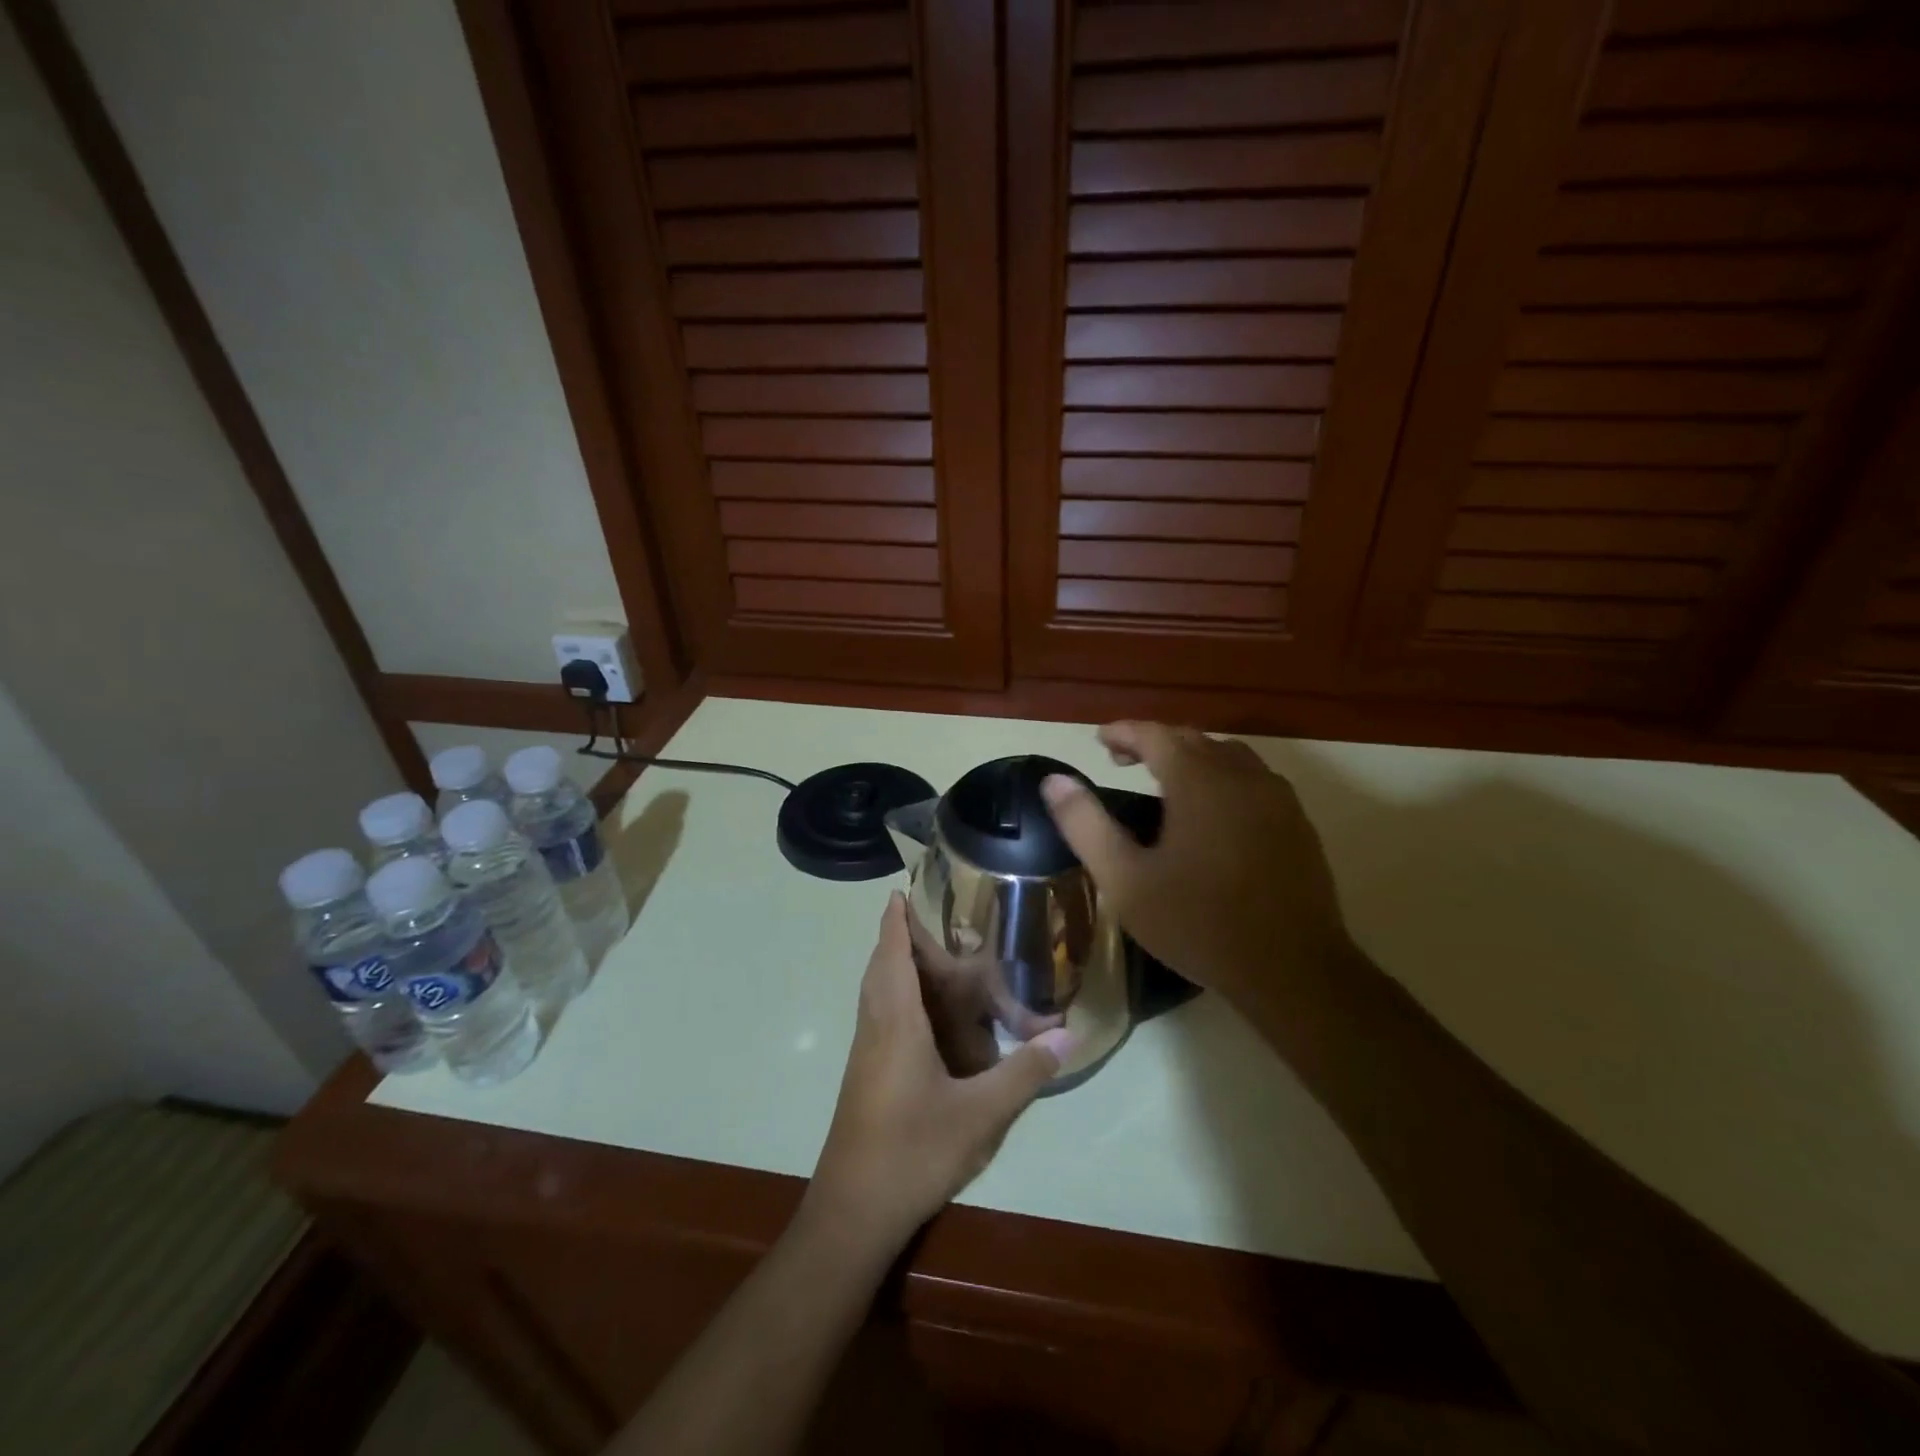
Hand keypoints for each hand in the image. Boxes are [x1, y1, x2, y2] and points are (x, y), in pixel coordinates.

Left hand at [808, 894, 1069, 1250]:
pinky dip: (899, 999)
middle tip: (937, 925)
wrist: (852, 1212)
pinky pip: (881, 1018)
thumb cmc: (913, 1152)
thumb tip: (1069, 1036)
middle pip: (881, 967)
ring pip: (877, 994)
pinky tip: (929, 1022)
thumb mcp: (980, 1115)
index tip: (900, 890)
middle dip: (900, 940)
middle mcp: (876, 1028)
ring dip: (897, 969)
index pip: (891, 954)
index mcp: (896, 1022)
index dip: (895, 920)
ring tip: (936, 963)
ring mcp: (866, 1054)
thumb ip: (1024, 1073)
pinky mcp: (866, 1076)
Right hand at [1040, 721, 1354, 1018]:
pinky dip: (1222, 776)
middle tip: (1121, 761)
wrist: (1293, 970)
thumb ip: (1086, 825)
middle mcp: (1242, 776)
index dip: (1124, 732)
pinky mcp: (1298, 822)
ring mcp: (1277, 797)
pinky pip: (1253, 778)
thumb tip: (1054, 780)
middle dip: (1154, 742)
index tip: (1099, 740)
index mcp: (1198, 782)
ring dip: (1192, 755)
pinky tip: (1212, 810)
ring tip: (1165, 781)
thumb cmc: (1199, 924)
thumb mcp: (1125, 881)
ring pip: (1228, 755)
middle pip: (1193, 738)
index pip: (1156, 734)